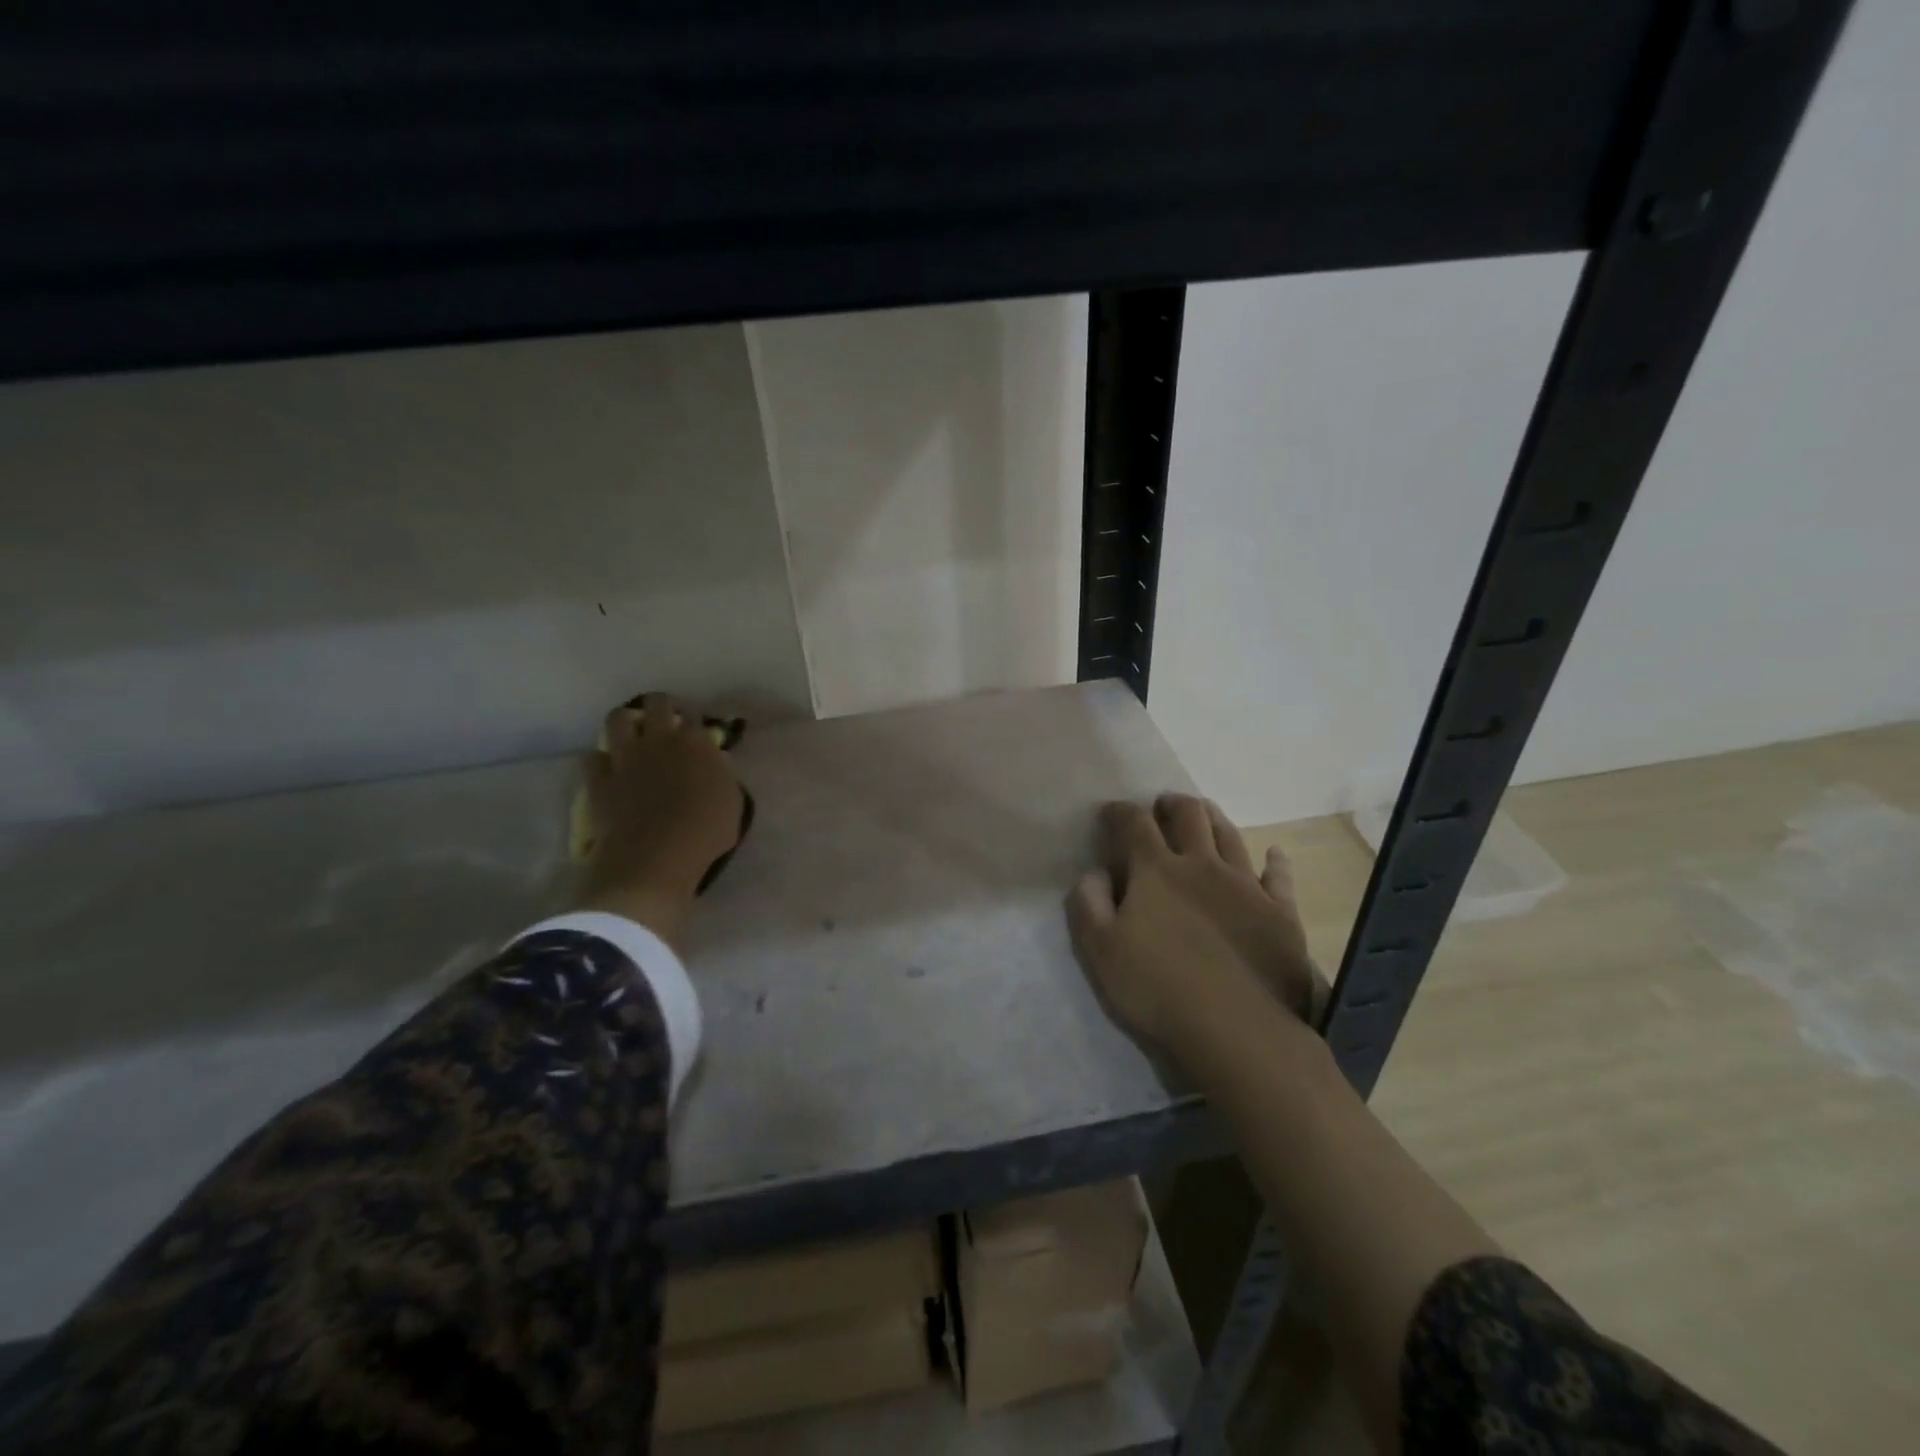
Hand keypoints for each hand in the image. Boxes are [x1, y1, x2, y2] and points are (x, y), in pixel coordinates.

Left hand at [577, 694, 743, 946]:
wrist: (656, 858)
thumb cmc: (705, 832)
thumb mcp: (732, 802)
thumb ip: (721, 774)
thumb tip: (714, 760)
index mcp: (696, 743)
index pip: (695, 716)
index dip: (695, 721)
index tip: (697, 732)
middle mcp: (659, 740)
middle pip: (656, 704)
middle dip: (662, 707)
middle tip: (666, 722)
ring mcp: (625, 758)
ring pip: (617, 718)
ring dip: (626, 722)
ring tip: (632, 735)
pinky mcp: (598, 780)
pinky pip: (592, 757)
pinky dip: (600, 759)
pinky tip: (608, 768)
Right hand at [1066, 795, 1324, 1058]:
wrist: (1238, 1030)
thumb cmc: (1158, 989)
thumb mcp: (1100, 950)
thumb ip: (1089, 904)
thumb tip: (1095, 873)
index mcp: (1156, 870)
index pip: (1134, 824)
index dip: (1119, 812)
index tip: (1110, 813)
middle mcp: (1203, 865)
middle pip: (1189, 816)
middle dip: (1171, 804)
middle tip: (1162, 807)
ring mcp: (1246, 886)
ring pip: (1230, 835)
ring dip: (1214, 819)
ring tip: (1204, 815)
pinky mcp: (1280, 913)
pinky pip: (1279, 877)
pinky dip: (1275, 862)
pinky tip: (1274, 855)